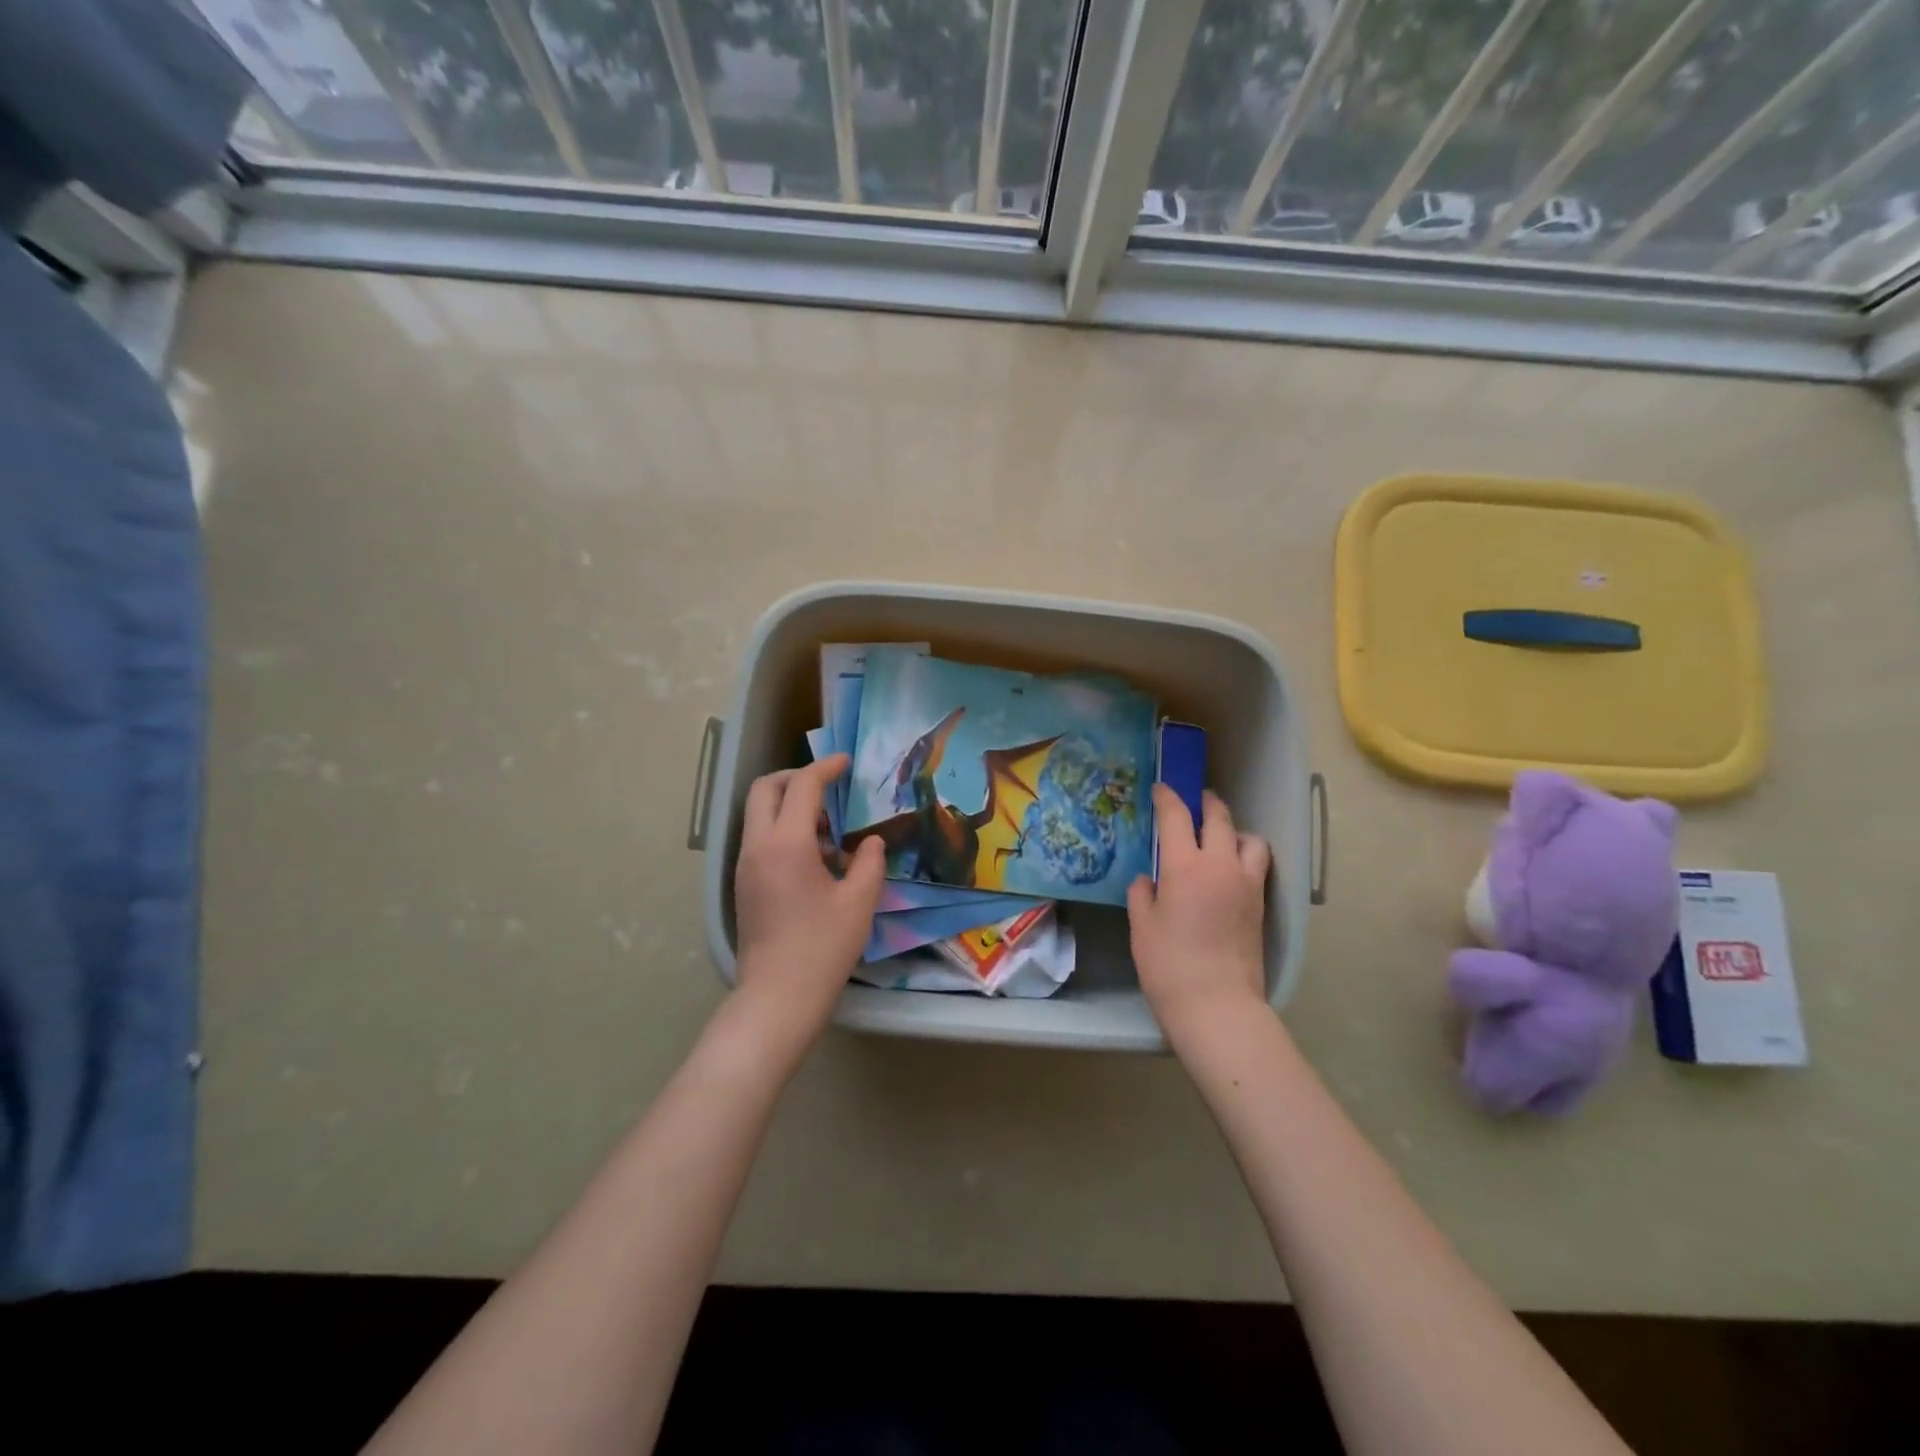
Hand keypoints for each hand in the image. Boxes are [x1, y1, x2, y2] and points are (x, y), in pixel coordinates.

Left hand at [733, 754, 884, 1027]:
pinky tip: (813, 857)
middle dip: (796, 778)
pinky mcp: (743, 884)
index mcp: (787, 844)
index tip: (846, 762)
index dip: (826, 768)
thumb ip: (869, 862)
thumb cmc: (823, 948)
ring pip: (758, 813)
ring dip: (789, 805)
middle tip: (828, 788)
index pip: (803, 786)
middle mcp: (758, 846)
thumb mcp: (859, 902)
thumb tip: (869, 843)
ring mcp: (745, 865)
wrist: (777, 997)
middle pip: (766, 789)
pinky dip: (782, 829)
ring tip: (828, 830)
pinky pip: (759, 838)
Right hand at [1128, 786, 1270, 1031]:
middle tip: (1194, 801)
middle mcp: (1220, 866)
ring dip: (1234, 830)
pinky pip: (1257, 865)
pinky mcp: (1260, 905)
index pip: (1176, 817)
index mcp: (1185, 866)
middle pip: (1219, 818)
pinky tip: (1229, 870)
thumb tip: (1149, 879)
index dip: (1167, 798)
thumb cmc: (1168, 964)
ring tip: (1220, 839)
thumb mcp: (1142, 926)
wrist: (1216, 1005)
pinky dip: (1245, 856)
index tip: (1161, 789)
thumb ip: (1143, 894)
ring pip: (1249, 839)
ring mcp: (1246, 884)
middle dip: (1206, 803)